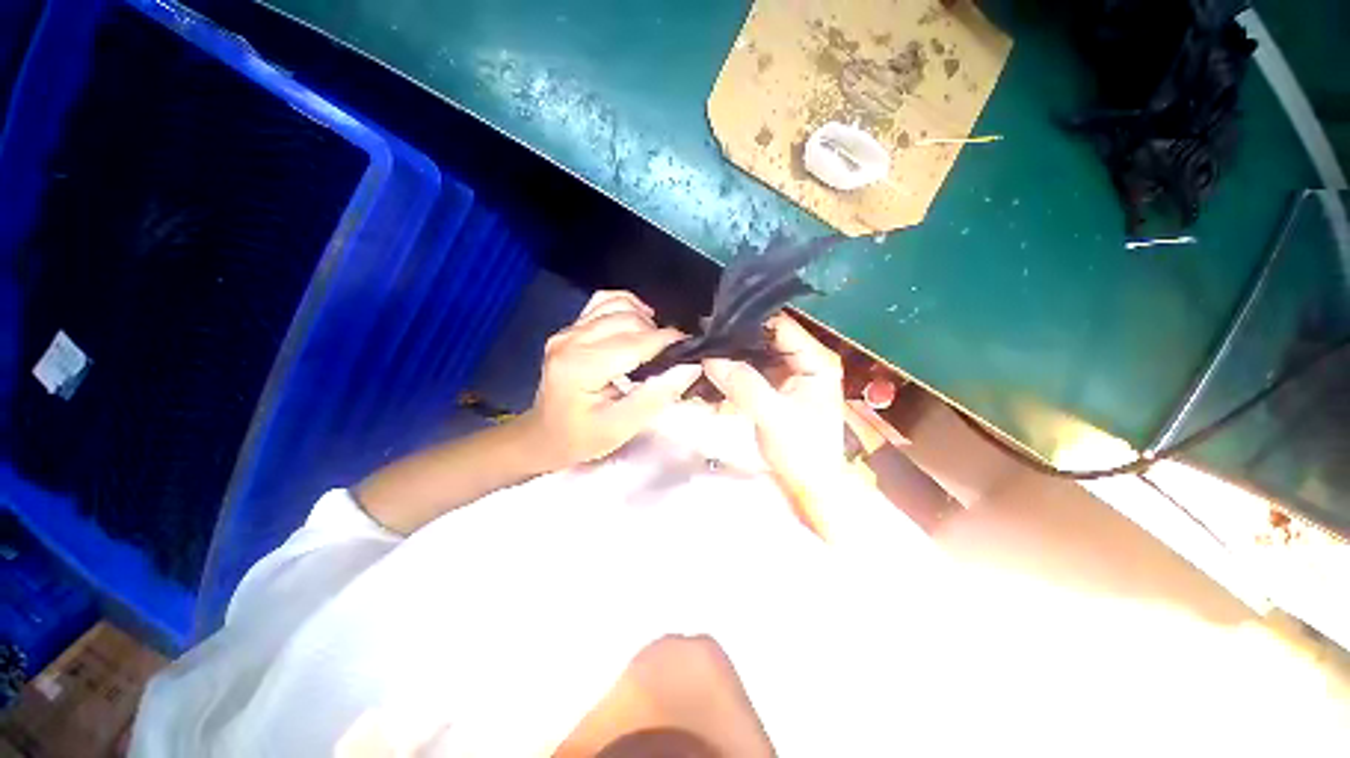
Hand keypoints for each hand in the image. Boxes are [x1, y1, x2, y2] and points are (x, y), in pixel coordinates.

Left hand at [521, 291, 701, 469]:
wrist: (544, 436)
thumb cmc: (581, 438)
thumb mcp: (621, 427)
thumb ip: (656, 396)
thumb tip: (690, 367)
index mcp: (581, 366)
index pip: (635, 341)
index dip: (668, 341)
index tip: (692, 348)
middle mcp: (571, 339)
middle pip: (628, 319)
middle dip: (658, 333)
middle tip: (673, 355)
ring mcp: (568, 330)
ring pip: (618, 304)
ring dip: (644, 320)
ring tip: (655, 344)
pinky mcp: (570, 328)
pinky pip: (604, 302)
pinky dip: (626, 307)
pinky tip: (637, 325)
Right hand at [703, 314, 846, 502]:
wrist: (809, 486)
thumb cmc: (802, 453)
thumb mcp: (773, 417)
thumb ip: (744, 385)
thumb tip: (710, 357)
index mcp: (816, 360)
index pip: (781, 326)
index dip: (749, 321)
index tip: (715, 322)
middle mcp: (805, 359)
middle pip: (767, 336)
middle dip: (737, 336)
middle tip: (703, 335)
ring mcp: (790, 372)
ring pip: (757, 352)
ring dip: (733, 352)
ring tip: (703, 348)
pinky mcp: (776, 386)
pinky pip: (752, 369)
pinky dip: (734, 369)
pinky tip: (713, 368)